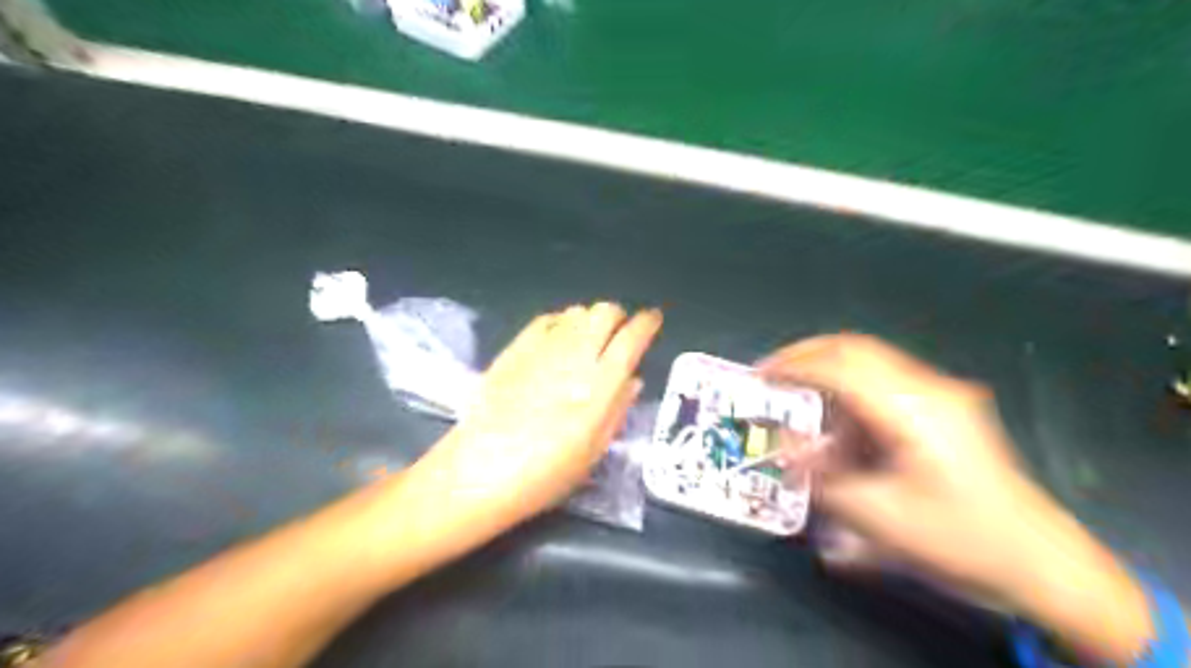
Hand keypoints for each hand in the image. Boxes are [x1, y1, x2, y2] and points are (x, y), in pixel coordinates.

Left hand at [413, 303, 661, 530]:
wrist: (479, 472)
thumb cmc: (545, 474)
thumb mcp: (593, 452)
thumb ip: (617, 410)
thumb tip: (633, 378)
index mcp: (599, 386)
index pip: (631, 338)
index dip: (648, 323)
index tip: (654, 319)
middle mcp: (574, 357)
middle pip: (604, 312)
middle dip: (618, 317)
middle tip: (618, 334)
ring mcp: (541, 349)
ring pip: (576, 311)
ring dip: (590, 320)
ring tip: (588, 340)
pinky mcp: (514, 349)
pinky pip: (546, 320)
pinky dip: (561, 323)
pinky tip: (558, 342)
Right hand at [762, 334, 1153, 661]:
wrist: (1039, 561)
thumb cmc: (958, 538)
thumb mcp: (877, 515)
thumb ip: (821, 476)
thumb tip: (783, 447)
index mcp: (914, 409)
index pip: (841, 367)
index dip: (794, 367)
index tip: (759, 376)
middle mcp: (928, 388)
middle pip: (855, 348)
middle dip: (806, 355)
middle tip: (771, 373)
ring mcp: (940, 394)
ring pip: (868, 364)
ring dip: (828, 380)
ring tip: (802, 411)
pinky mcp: (943, 408)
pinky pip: (884, 386)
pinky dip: (850, 398)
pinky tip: (841, 434)